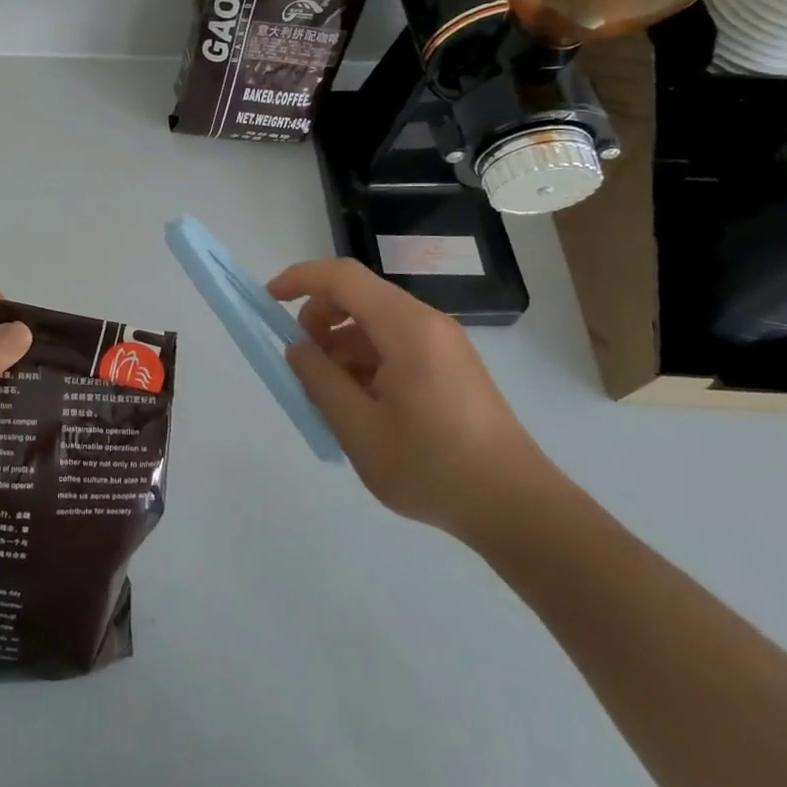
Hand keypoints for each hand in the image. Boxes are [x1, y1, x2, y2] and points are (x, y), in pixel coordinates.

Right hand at [268, 258, 555, 540]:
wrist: (518, 508)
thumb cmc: (434, 468)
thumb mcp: (359, 430)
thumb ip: (319, 380)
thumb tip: (298, 348)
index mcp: (406, 328)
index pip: (342, 277)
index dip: (300, 279)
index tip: (268, 301)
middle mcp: (426, 323)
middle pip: (358, 296)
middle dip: (319, 320)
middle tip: (304, 365)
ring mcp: (443, 343)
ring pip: (374, 322)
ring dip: (341, 346)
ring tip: (333, 398)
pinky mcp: (450, 364)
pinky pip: (394, 343)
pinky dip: (366, 361)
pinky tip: (363, 406)